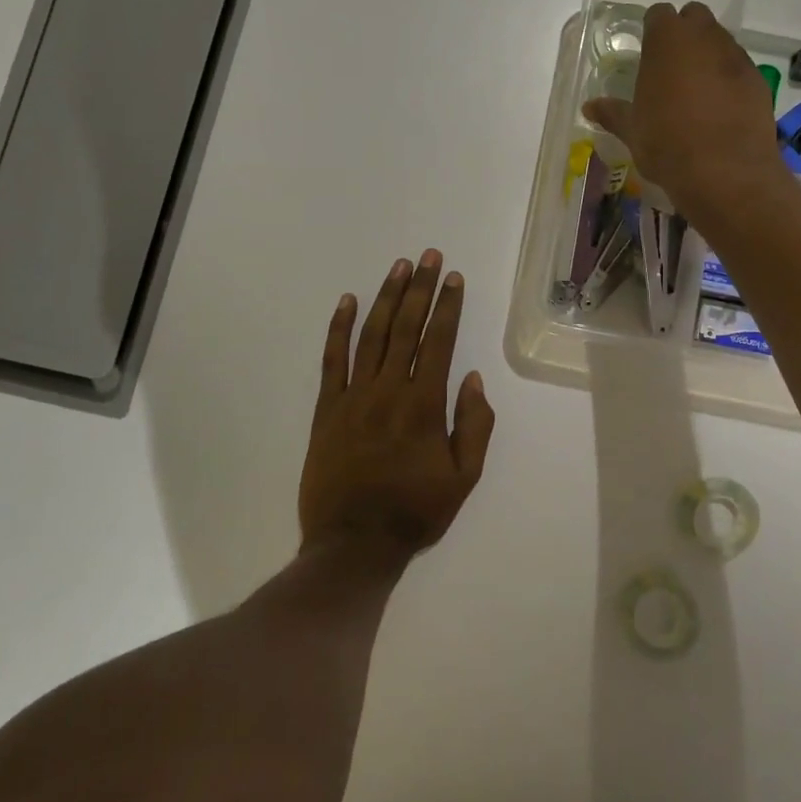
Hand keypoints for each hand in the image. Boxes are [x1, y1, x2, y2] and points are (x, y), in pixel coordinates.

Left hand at [300, 250, 495, 566]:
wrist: (353, 544)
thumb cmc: (415, 512)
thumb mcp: (463, 478)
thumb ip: (474, 426)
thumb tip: (473, 379)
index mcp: (424, 405)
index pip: (439, 341)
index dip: (448, 306)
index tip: (454, 277)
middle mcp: (388, 390)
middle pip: (406, 327)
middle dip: (420, 288)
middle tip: (429, 256)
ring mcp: (353, 396)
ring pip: (371, 334)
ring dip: (386, 297)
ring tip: (398, 267)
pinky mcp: (326, 408)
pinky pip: (332, 359)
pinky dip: (338, 327)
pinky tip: (346, 301)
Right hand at [583, 2, 785, 218]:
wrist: (725, 171)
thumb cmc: (667, 144)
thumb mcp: (632, 130)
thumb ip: (613, 113)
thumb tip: (590, 107)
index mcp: (666, 41)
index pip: (659, 14)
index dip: (653, 30)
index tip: (647, 52)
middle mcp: (704, 37)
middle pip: (695, 17)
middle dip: (684, 34)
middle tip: (671, 68)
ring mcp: (735, 56)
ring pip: (720, 41)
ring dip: (708, 56)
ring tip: (696, 91)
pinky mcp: (758, 80)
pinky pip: (739, 69)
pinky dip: (729, 79)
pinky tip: (720, 108)